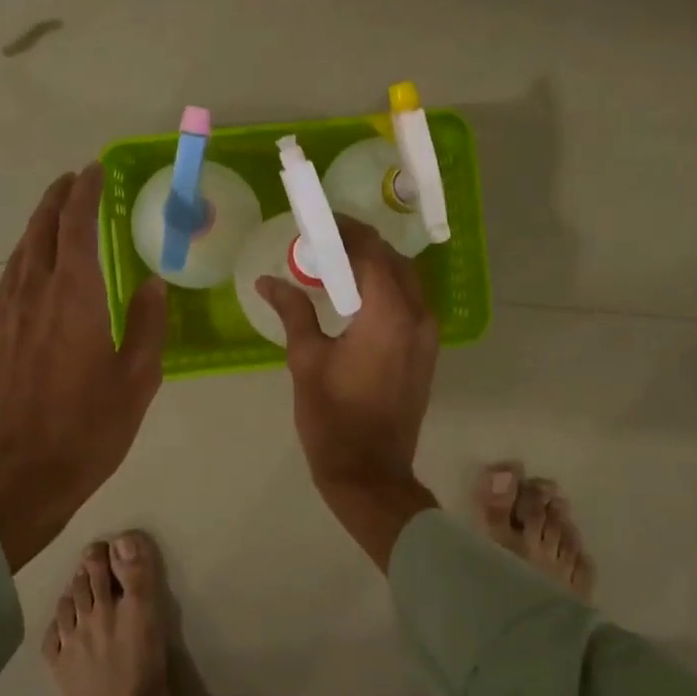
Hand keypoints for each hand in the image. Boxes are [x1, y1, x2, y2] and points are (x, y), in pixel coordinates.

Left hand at [0, 166, 167, 569]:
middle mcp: (35, 294)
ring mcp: (7, 314)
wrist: (15, 478)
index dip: (85, 193)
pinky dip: (26, 256)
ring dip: (39, 225)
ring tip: (56, 212)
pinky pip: (10, 277)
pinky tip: (33, 265)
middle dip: (57, 200)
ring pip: (21, 252)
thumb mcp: (137, 380)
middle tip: (74, 179)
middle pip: (42, 231)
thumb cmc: (87, 430)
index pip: (77, 227)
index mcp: (75, 298)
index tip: (94, 170)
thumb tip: (153, 282)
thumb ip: (149, 325)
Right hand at [256, 216, 439, 568]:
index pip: (372, 252)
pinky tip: (356, 301)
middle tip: (325, 244)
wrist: (370, 473)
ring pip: (407, 283)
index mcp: (388, 314)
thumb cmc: (332, 417)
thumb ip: (292, 311)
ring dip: (376, 268)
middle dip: (363, 246)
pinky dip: (387, 291)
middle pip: (394, 262)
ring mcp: (428, 337)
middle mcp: (417, 317)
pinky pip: (410, 306)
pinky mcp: (426, 354)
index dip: (348, 231)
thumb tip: (268, 280)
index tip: (321, 222)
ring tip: (338, 268)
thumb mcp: (306, 360)